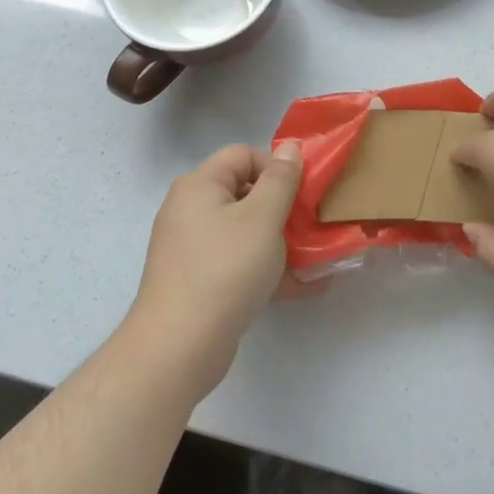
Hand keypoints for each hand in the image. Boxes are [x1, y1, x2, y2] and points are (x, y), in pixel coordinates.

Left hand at [127, 141, 306, 397]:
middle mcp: (190, 210)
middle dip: (283, 209)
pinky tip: (301, 287)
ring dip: (280, 242)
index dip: (276, 168)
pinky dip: (266, 270)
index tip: (300, 196)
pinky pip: (238, 263)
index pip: (244, 155)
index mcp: (200, 186)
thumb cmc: (225, 270)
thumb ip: (281, 180)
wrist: (179, 346)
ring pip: (245, 232)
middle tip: (310, 228)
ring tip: (314, 260)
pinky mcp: (197, 281)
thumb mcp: (263, 218)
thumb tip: (290, 147)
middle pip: (245, 193)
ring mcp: (191, 248)